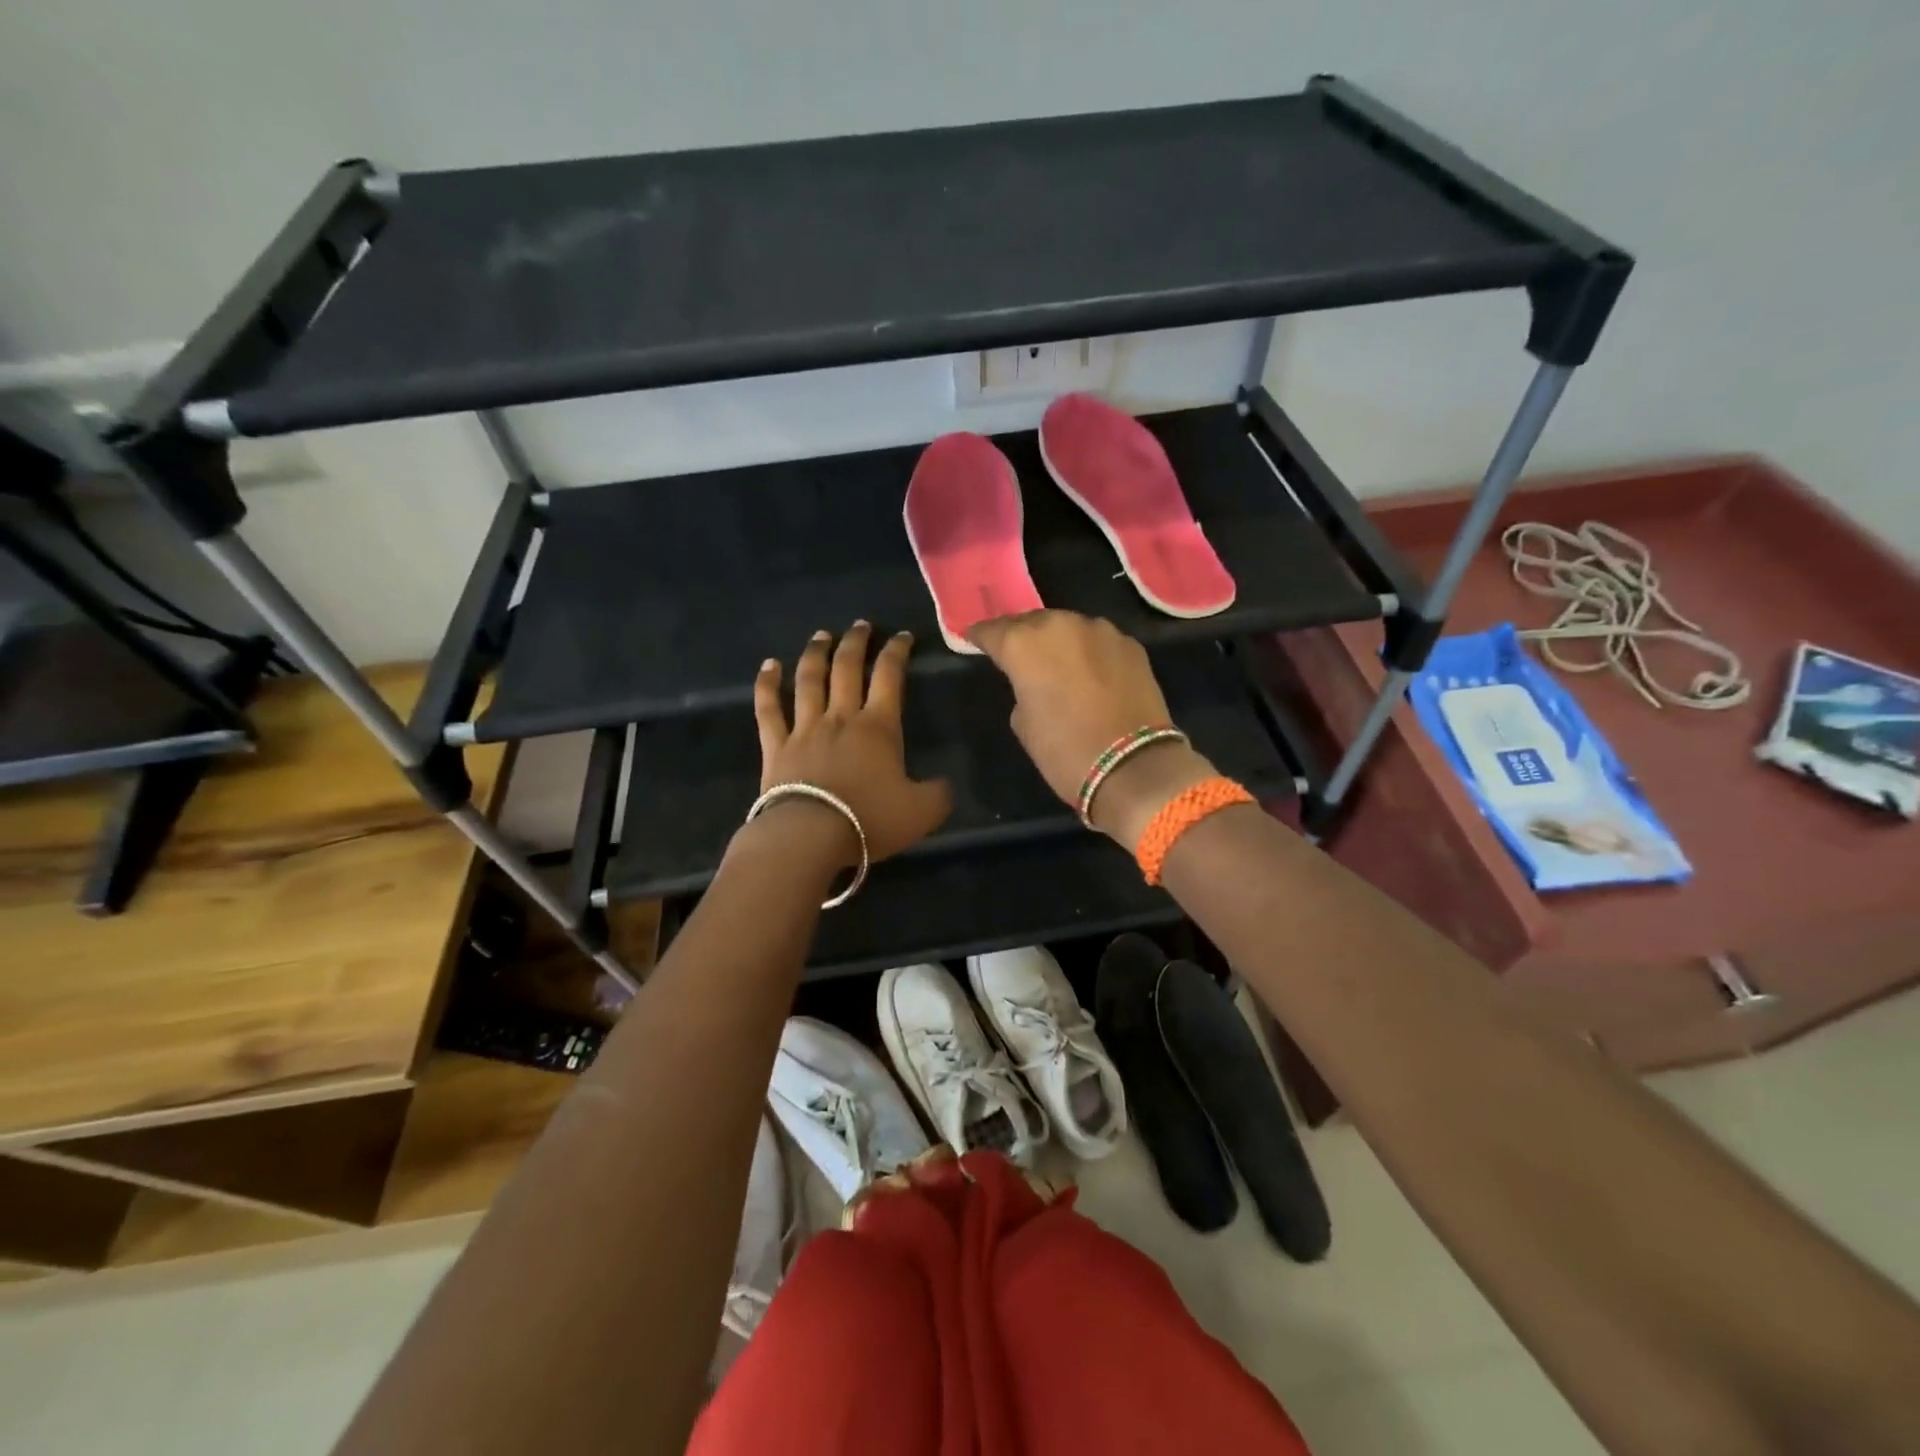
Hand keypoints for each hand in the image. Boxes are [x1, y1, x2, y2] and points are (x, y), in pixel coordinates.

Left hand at [751, 622, 952, 863]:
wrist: (810, 837)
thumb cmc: (868, 820)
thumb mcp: (922, 812)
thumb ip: (939, 794)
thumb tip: (944, 785)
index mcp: (878, 727)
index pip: (890, 676)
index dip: (897, 651)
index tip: (902, 636)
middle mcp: (841, 718)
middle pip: (847, 668)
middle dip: (856, 642)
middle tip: (861, 625)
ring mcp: (804, 729)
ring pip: (809, 680)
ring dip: (816, 654)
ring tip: (821, 635)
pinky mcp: (776, 747)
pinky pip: (769, 709)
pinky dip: (767, 685)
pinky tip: (768, 666)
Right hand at [967, 611, 1214, 843]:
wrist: (1133, 767)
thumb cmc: (1065, 751)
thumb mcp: (1023, 723)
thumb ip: (1021, 688)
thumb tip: (1034, 680)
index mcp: (1024, 643)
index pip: (992, 630)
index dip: (980, 637)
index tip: (974, 641)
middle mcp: (1060, 625)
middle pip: (1031, 622)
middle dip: (1022, 637)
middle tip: (1018, 656)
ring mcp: (1100, 630)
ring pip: (1068, 627)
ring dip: (1058, 642)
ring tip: (1057, 665)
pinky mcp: (1130, 644)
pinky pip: (1098, 642)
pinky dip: (1089, 653)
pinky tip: (1090, 674)